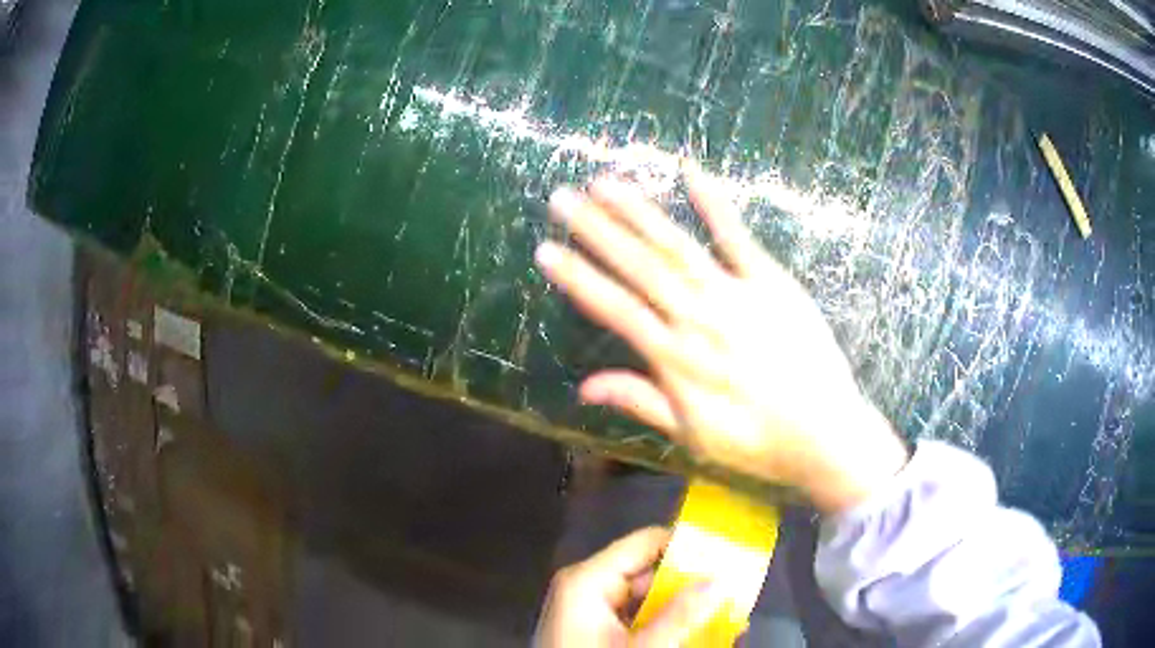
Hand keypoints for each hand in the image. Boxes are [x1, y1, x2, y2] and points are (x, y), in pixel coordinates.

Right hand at [534, 162, 907, 513]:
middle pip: (639, 266)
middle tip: (561, 197)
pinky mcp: (770, 281)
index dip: (578, 278)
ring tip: (605, 182)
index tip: (546, 250)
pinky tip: (690, 171)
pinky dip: (713, 203)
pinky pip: (737, 236)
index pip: (614, 309)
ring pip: (677, 246)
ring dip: (639, 211)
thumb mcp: (692, 437)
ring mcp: (735, 294)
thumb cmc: (756, 442)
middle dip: (596, 230)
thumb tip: (585, 387)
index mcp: (675, 358)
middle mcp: (697, 317)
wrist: (824, 432)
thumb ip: (640, 402)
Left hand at [534, 527, 724, 646]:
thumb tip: (720, 579)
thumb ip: (681, 615)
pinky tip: (700, 634)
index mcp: (588, 580)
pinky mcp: (596, 632)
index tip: (728, 556)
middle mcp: (589, 588)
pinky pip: (639, 619)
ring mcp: (591, 611)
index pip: (646, 542)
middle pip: (651, 572)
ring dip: (685, 609)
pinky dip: (667, 625)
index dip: (687, 546)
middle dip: (693, 585)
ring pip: (649, 599)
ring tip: (729, 615)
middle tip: (736, 591)